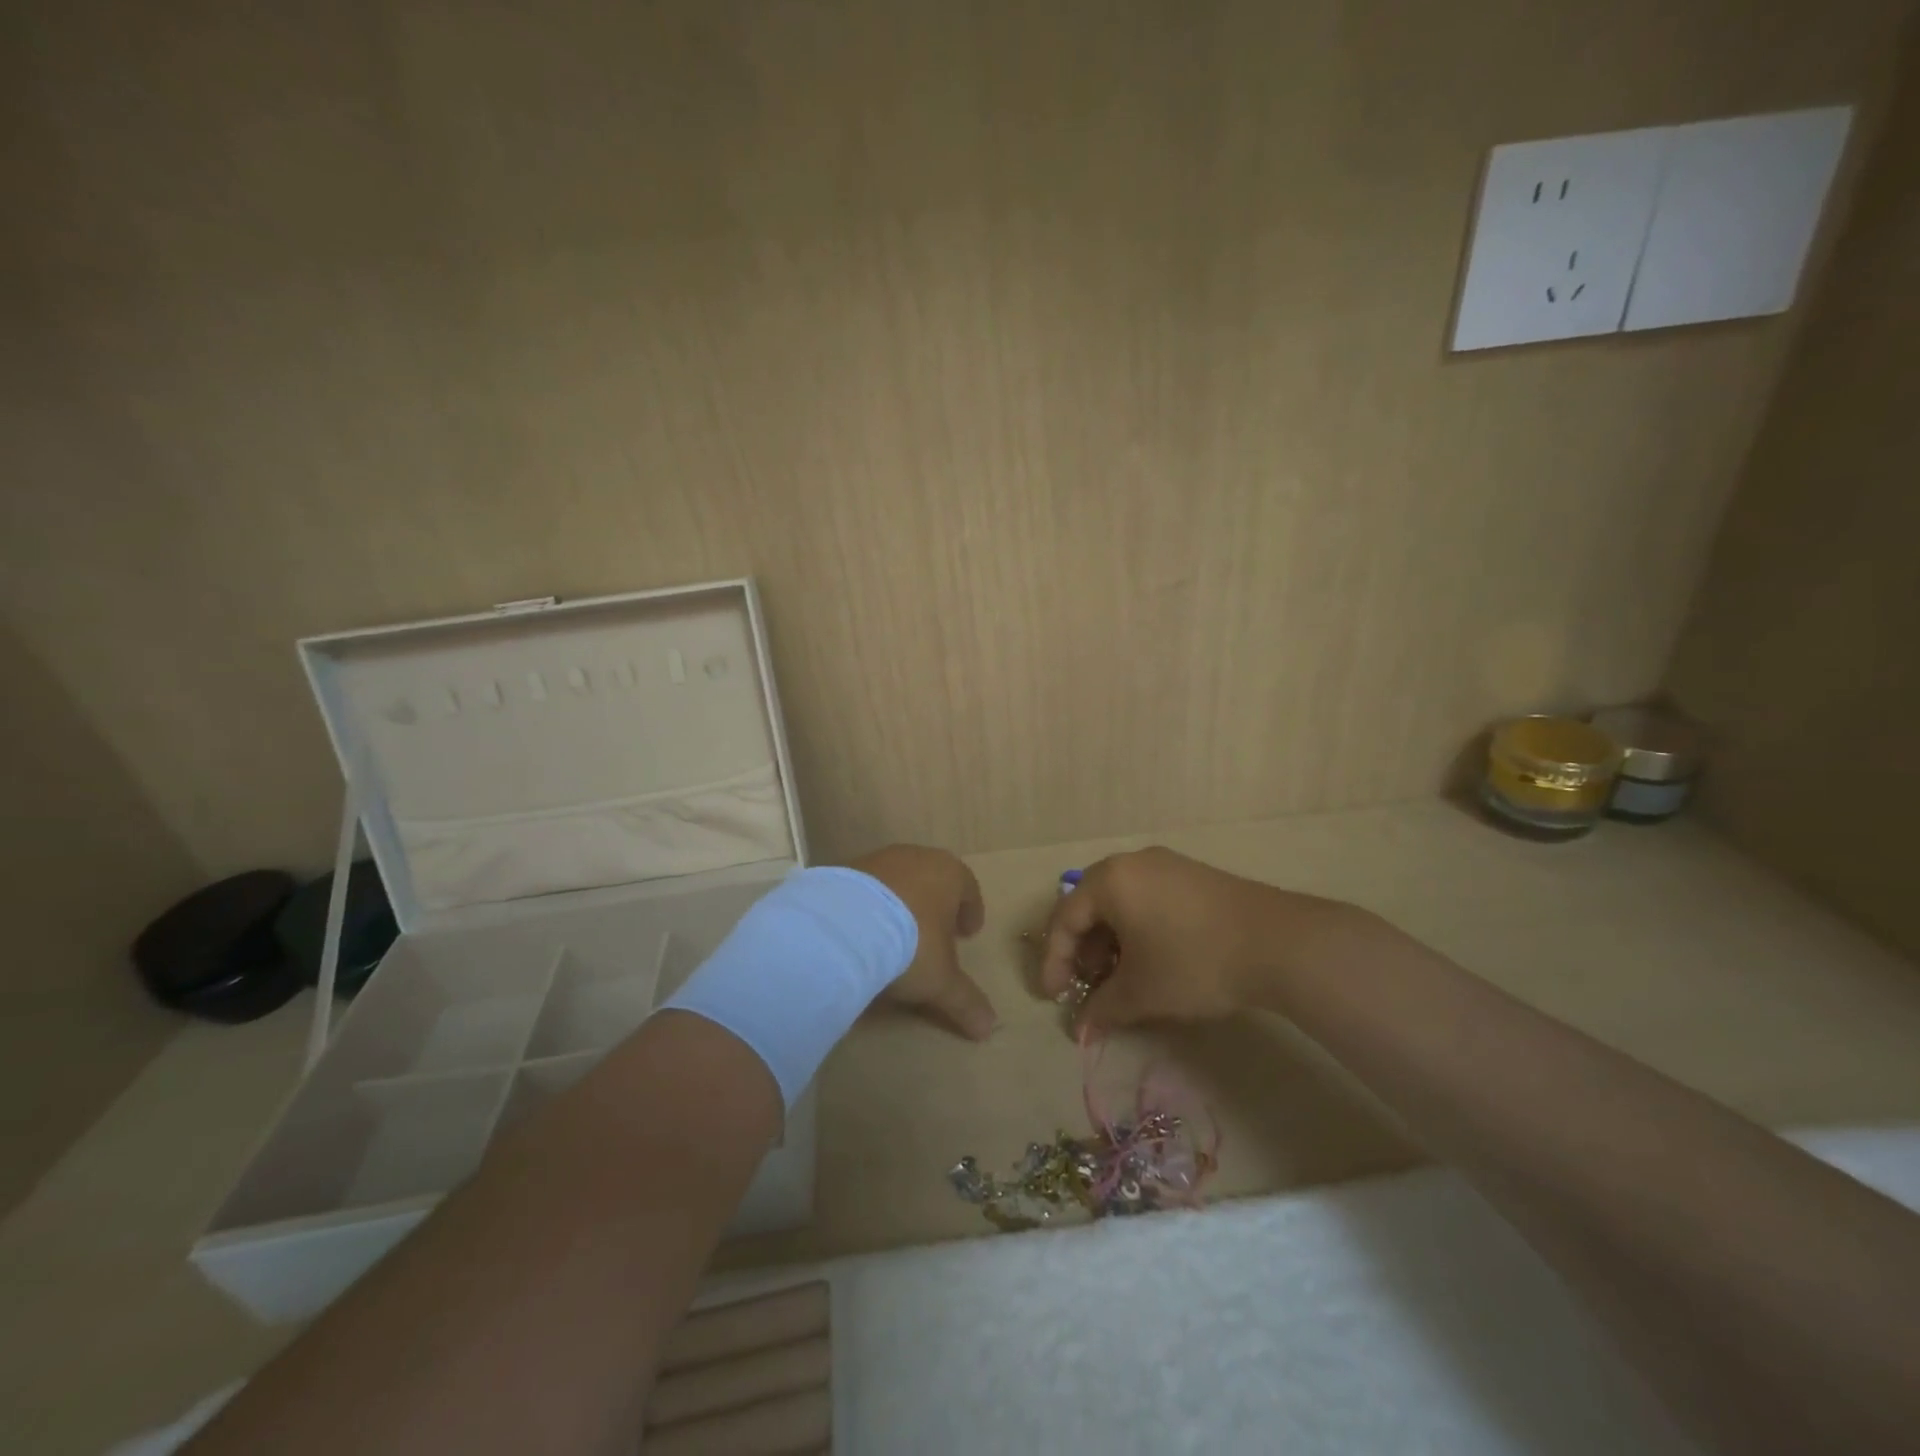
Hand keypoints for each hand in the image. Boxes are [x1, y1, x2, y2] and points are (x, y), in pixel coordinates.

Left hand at [850, 844, 997, 1040]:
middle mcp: (917, 857)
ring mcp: (879, 859)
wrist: (844, 925)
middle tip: (935, 933)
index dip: (971, 912)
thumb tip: (988, 1028)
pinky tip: (865, 930)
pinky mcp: (845, 869)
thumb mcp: (941, 979)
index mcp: (950, 874)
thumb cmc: (910, 944)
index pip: (968, 888)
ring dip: (902, 903)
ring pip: (899, 880)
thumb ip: (965, 1000)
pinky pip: (867, 887)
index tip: (968, 933)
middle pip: (933, 879)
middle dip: (936, 906)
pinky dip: (872, 905)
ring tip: (897, 934)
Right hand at [1040, 847, 1351, 1029]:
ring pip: (1120, 902)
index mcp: (1109, 880)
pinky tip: (1152, 958)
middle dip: (1083, 950)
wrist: (1278, 942)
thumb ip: (1104, 1008)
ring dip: (1110, 941)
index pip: (1064, 919)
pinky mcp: (1192, 875)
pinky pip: (1146, 898)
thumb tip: (1081, 1029)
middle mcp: (1131, 863)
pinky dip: (1136, 929)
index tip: (1055, 997)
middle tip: (1089, 986)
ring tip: (1122, 977)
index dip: (1054, 961)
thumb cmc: (1194, 961)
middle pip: (1089, 905)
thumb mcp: (1142, 992)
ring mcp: (1165, 865)